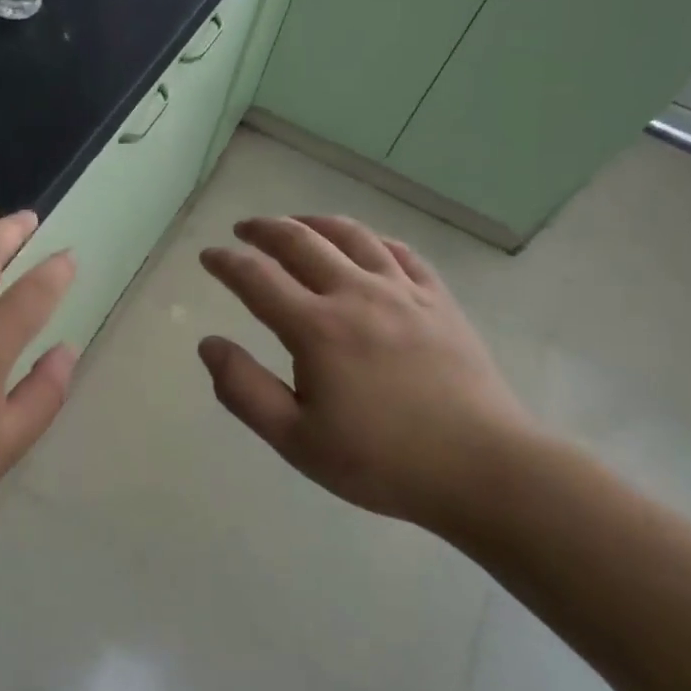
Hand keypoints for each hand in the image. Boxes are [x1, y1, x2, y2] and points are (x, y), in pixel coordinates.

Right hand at [197, 215, 539, 536]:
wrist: (482, 467)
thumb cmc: (381, 461)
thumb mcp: (296, 440)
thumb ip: (244, 389)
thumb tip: (209, 344)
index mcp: (317, 327)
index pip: (257, 277)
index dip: (226, 262)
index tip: (209, 256)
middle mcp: (356, 294)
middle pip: (302, 241)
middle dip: (265, 229)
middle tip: (244, 229)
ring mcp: (403, 291)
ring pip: (352, 235)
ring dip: (314, 222)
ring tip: (296, 224)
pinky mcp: (439, 300)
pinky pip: (400, 252)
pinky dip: (372, 239)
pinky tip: (365, 245)